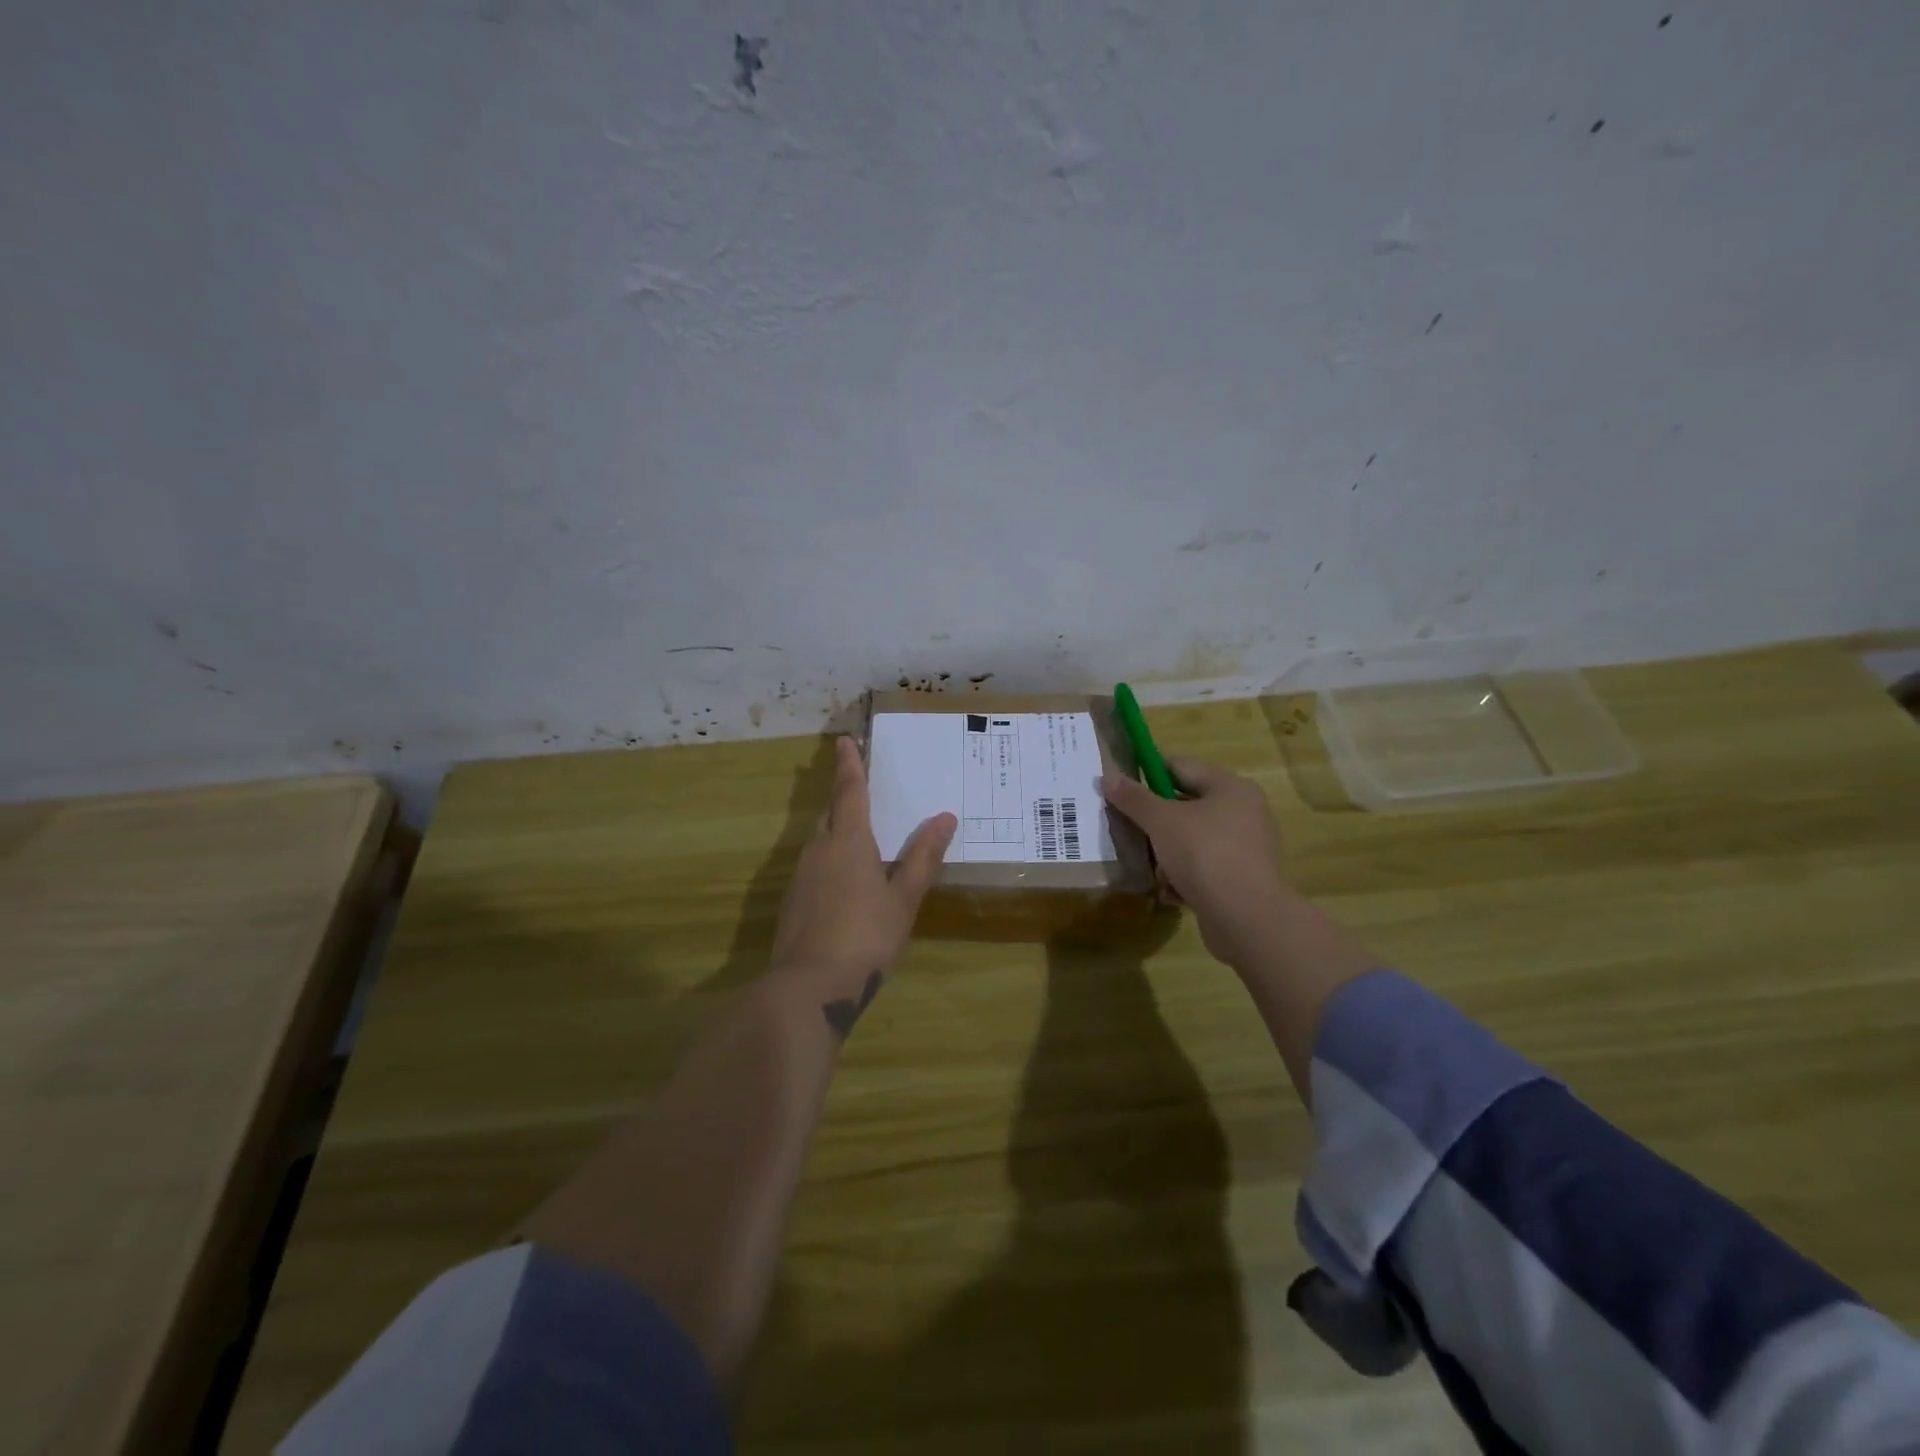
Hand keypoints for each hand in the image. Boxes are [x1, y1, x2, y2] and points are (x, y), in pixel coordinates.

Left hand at [771, 736, 956, 1036]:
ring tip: (859, 828)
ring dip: (836, 825)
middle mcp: (819, 849)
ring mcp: (801, 875)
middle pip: (831, 812)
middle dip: (843, 794)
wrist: (810, 986)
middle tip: (859, 783)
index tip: (845, 741)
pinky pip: (814, 862)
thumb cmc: (867, 936)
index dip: (849, 765)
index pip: (849, 791)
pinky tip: (845, 876)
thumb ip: (923, 857)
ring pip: (820, 837)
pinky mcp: (793, 899)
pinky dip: (830, 854)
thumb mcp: (904, 898)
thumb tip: (945, 818)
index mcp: (848, 840)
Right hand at [1101, 757, 1289, 970]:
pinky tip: (1170, 891)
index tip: (1123, 791)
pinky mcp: (1243, 878)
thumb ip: (1134, 798)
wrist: (1245, 917)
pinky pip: (1205, 867)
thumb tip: (1108, 777)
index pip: (1180, 766)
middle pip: (1186, 805)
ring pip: (1193, 839)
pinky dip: (1185, 876)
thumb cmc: (1204, 854)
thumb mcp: (1161, 821)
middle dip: (1156, 822)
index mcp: (1230, 787)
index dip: (1147, 774)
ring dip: (1168, 853)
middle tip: (1130, 831)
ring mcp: (1246, 847)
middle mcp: (1243, 811)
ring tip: (1152, 868)